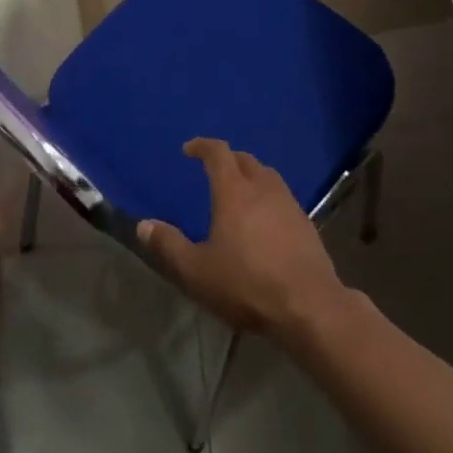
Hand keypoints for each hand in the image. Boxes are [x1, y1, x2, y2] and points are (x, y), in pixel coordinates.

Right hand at [136, 138, 350, 345]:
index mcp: (235, 192)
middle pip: (245, 160)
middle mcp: (263, 189)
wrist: (309, 306)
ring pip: (268, 176)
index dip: (203, 146)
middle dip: (227, 159)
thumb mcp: (197, 270)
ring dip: (251, 175)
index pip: (218, 153)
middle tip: (212, 169)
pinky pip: (283, 197)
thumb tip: (144, 225)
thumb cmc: (246, 284)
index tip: (189, 149)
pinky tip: (264, 219)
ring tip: (239, 191)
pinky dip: (268, 197)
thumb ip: (169, 245)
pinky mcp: (306, 224)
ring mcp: (289, 205)